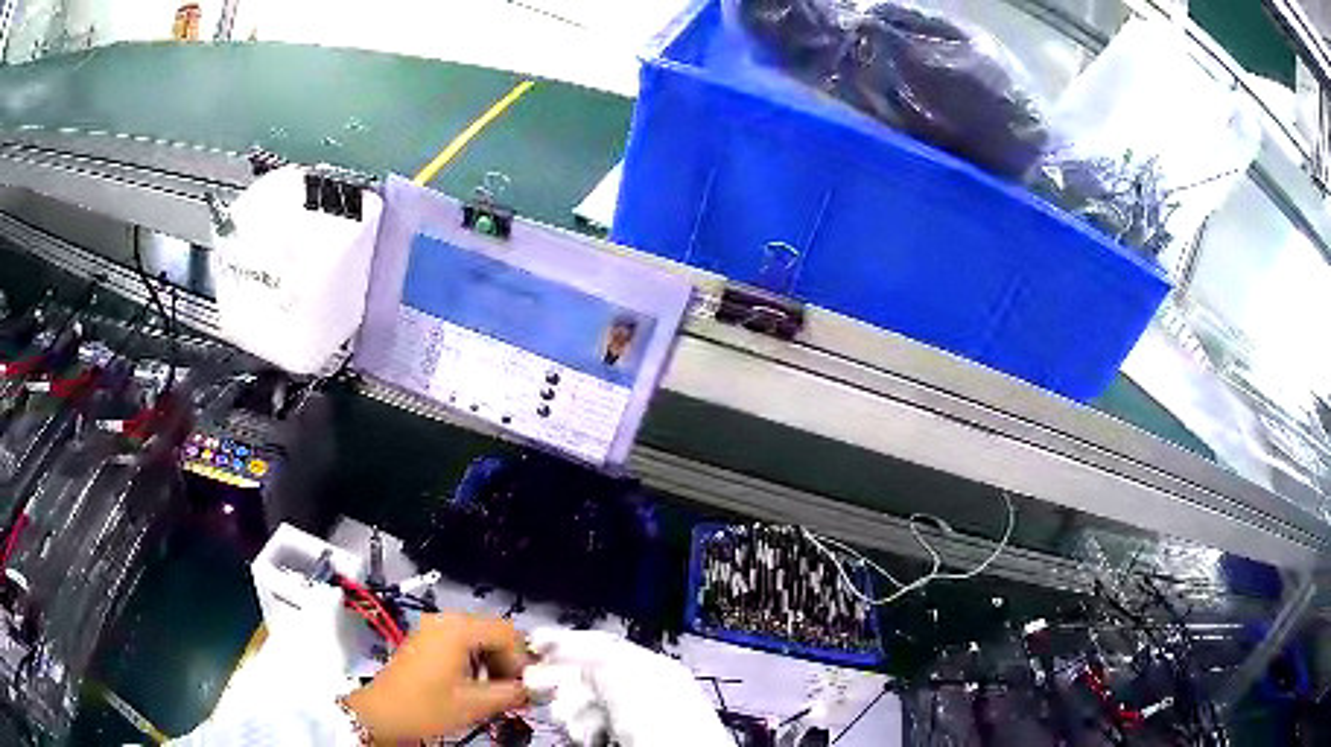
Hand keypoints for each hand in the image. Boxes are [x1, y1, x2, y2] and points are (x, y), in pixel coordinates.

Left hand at [344, 613, 529, 743]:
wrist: (382, 714)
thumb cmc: (428, 707)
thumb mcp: (475, 704)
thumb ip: (512, 693)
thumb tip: (537, 688)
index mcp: (458, 628)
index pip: (508, 631)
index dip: (523, 659)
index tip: (527, 686)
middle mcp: (446, 619)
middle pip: (493, 631)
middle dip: (509, 660)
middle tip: (514, 690)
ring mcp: (433, 627)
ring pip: (478, 637)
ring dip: (493, 661)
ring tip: (494, 690)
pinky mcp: (425, 639)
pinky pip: (461, 641)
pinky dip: (474, 659)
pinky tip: (473, 684)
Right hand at [524, 629, 731, 746]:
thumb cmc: (665, 731)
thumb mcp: (630, 689)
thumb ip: (599, 663)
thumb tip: (569, 646)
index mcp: (655, 668)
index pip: (604, 645)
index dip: (566, 640)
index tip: (533, 642)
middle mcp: (649, 688)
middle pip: (594, 673)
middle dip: (561, 676)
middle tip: (532, 684)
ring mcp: (641, 716)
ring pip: (592, 702)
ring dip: (570, 706)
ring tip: (565, 719)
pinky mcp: (633, 739)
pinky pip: (599, 724)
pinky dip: (583, 726)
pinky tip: (580, 735)